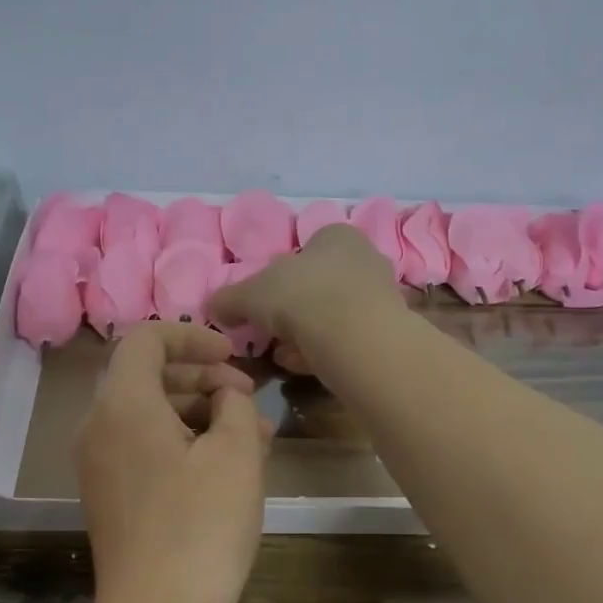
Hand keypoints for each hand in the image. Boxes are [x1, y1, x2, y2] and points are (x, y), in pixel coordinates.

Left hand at [76, 323, 267, 602]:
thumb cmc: (201, 526)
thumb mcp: (236, 454)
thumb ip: (235, 405)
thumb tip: (225, 395)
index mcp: (123, 404)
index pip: (146, 339)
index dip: (192, 336)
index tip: (234, 355)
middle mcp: (98, 426)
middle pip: (147, 375)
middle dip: (201, 376)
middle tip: (248, 397)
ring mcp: (98, 463)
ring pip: (148, 413)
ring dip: (197, 410)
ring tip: (251, 433)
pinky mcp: (108, 495)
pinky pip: (142, 445)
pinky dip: (181, 440)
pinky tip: (225, 463)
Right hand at [206, 224, 403, 373]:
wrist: (356, 339)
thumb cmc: (302, 297)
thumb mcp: (250, 295)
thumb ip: (229, 299)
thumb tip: (214, 306)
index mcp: (335, 235)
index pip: (303, 250)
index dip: (278, 278)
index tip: (261, 304)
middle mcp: (365, 257)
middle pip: (318, 285)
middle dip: (292, 310)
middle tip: (271, 333)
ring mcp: (381, 296)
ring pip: (333, 314)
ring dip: (306, 334)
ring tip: (284, 355)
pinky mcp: (388, 331)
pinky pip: (348, 339)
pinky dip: (325, 351)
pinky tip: (307, 366)